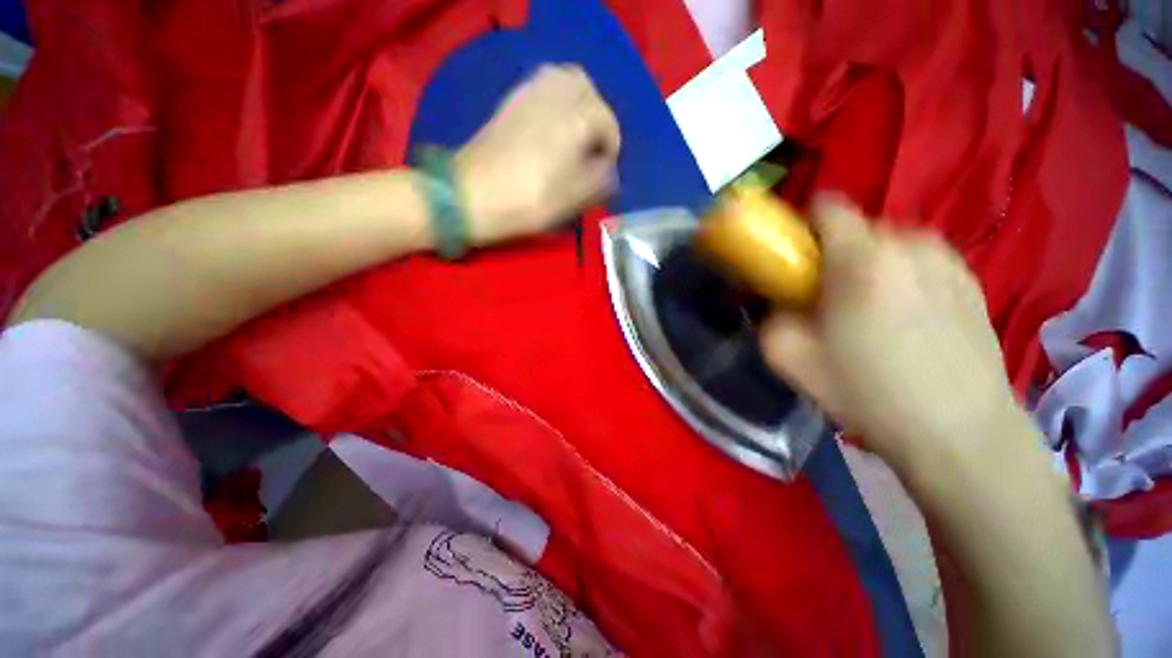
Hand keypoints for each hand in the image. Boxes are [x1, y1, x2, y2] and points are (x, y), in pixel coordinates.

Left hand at [455, 64, 620, 246]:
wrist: (472, 194)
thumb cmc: (529, 200)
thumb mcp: (573, 199)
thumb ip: (600, 181)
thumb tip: (608, 170)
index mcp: (577, 118)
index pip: (608, 123)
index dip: (611, 149)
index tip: (604, 171)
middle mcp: (556, 94)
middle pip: (587, 90)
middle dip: (596, 116)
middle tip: (591, 146)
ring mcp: (529, 92)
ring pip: (564, 80)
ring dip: (575, 103)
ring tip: (572, 135)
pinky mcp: (510, 100)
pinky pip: (541, 86)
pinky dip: (553, 101)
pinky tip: (549, 128)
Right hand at [759, 195, 1021, 466]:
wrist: (961, 435)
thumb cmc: (869, 393)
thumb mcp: (789, 358)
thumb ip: (770, 317)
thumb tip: (780, 303)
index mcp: (863, 258)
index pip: (826, 206)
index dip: (802, 228)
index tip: (796, 261)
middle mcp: (910, 244)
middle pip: (856, 229)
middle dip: (834, 256)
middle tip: (829, 300)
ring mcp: (948, 260)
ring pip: (889, 246)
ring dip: (869, 268)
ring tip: (870, 315)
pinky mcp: (972, 281)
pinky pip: (919, 263)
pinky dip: (902, 279)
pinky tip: (908, 324)